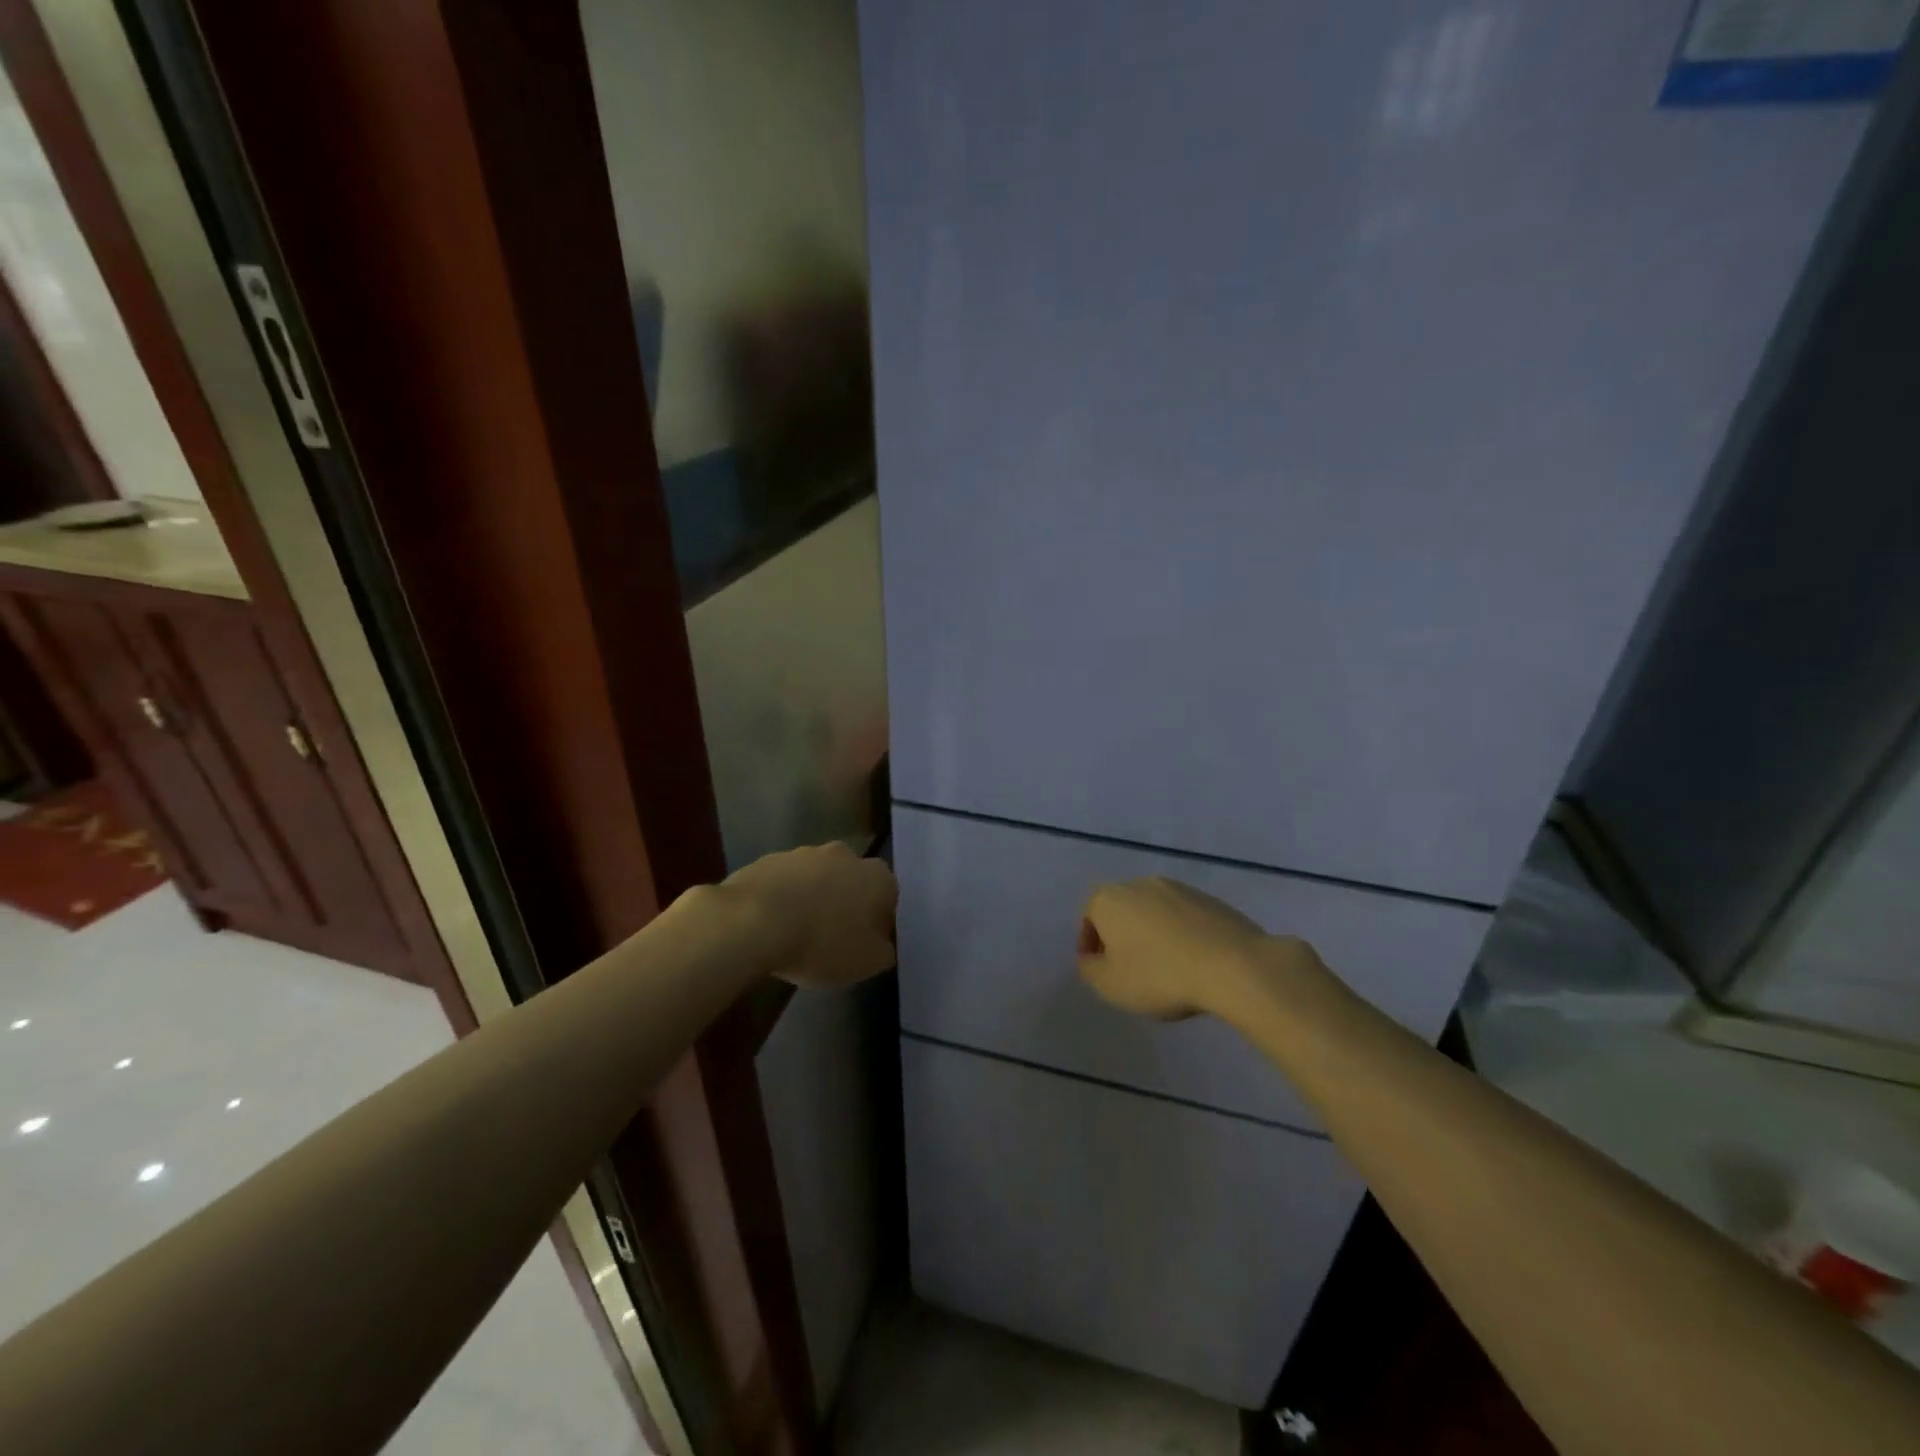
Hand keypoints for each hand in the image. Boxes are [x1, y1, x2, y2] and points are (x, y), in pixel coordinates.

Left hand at [724, 842, 897, 989]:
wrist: (753, 922)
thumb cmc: (821, 943)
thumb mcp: (866, 962)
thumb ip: (883, 951)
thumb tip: (882, 945)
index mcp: (877, 877)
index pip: (888, 898)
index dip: (877, 923)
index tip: (862, 945)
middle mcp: (845, 855)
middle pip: (852, 882)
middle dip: (845, 904)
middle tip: (831, 939)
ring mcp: (804, 853)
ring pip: (817, 879)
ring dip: (813, 899)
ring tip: (796, 935)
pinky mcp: (769, 859)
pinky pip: (785, 882)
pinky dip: (783, 898)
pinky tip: (771, 926)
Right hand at [1077, 876, 1314, 1020]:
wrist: (1234, 965)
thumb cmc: (1160, 975)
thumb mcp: (1110, 985)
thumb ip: (1089, 970)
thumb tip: (1091, 959)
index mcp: (1109, 898)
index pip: (1088, 917)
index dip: (1090, 946)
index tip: (1101, 972)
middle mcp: (1141, 884)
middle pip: (1122, 910)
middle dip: (1121, 937)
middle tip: (1130, 970)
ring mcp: (1179, 888)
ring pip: (1154, 912)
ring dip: (1153, 935)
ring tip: (1165, 969)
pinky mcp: (1211, 900)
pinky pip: (1185, 918)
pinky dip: (1182, 935)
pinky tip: (1193, 962)